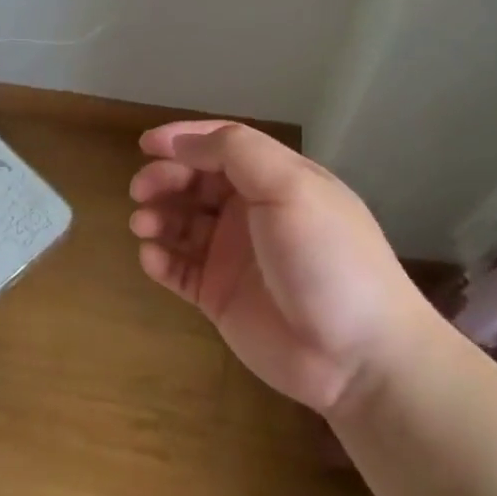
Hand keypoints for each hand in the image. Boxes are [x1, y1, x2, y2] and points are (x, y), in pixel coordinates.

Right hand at [128, 121, 436, 413]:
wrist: (356, 355)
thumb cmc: (327, 259)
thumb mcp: (291, 188)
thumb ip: (236, 153)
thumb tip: (183, 142)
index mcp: (277, 181)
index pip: (223, 147)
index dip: (184, 139)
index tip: (145, 144)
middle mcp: (253, 214)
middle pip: (196, 184)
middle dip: (165, 180)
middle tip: (140, 191)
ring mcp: (234, 257)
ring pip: (182, 225)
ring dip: (158, 218)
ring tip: (144, 225)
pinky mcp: (219, 296)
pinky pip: (179, 270)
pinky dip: (159, 259)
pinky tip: (152, 258)